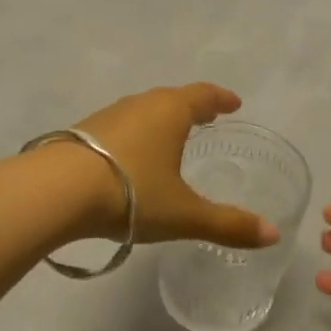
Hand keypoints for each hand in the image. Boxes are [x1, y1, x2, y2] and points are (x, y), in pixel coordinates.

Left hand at [70, 85, 280, 248]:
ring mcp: (108, 115)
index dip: (221, 99)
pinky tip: (130, 157)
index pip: (204, 95)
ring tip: (170, 137)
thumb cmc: (130, 194)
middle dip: (192, 107)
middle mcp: (140, 104)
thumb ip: (228, 224)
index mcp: (170, 112)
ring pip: (143, 111)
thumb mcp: (184, 214)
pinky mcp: (82, 132)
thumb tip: (273, 235)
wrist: (56, 192)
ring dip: (161, 120)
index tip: (234, 104)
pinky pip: (120, 126)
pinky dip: (135, 134)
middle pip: (173, 99)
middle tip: (207, 118)